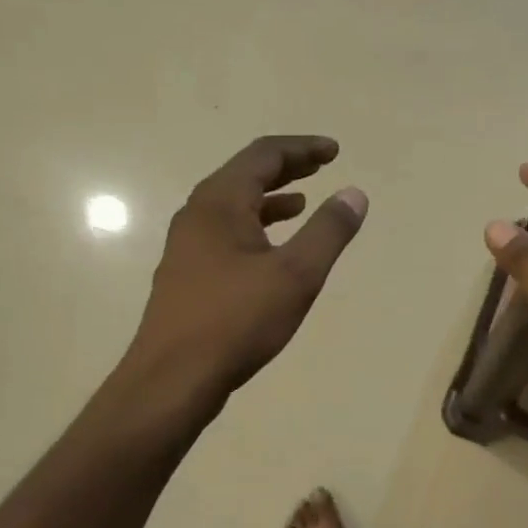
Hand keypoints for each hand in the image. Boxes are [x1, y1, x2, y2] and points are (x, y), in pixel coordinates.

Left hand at [125, 136, 366, 404]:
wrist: (172, 378)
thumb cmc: (237, 321)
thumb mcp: (296, 274)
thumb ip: (328, 231)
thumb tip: (354, 194)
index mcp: (220, 202)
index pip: (264, 155)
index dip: (302, 149)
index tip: (334, 151)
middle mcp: (198, 214)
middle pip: (244, 174)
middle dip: (286, 168)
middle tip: (321, 165)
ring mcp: (187, 245)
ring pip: (233, 205)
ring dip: (270, 198)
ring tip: (303, 202)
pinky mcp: (187, 273)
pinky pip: (226, 232)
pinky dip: (255, 226)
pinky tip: (272, 249)